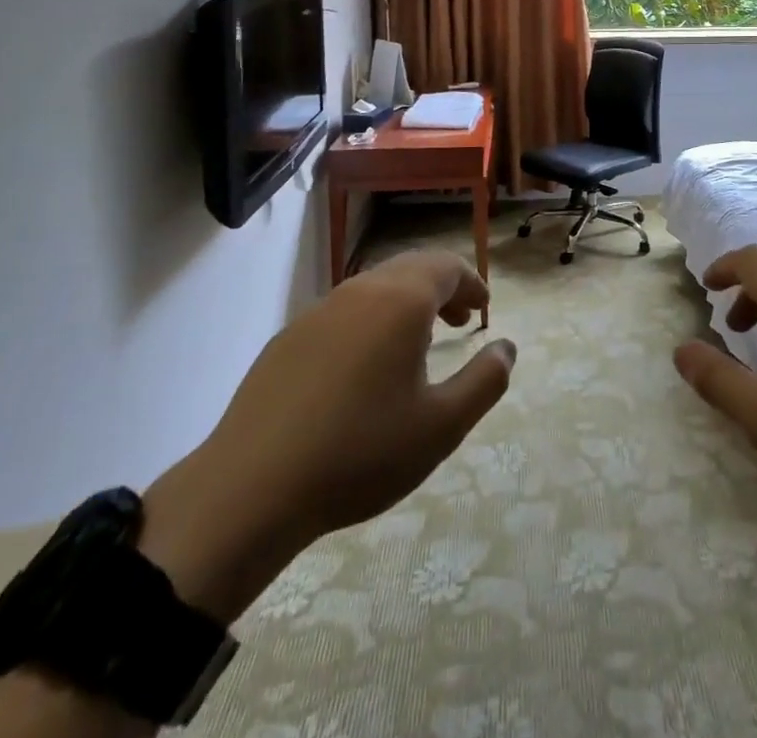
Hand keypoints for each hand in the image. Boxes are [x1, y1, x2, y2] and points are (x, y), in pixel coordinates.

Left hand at [139, 251, 514, 621]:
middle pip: (412, 269)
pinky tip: (363, 368)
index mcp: (401, 301)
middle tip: (459, 322)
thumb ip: (485, 381)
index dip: (471, 284)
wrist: (249, 489)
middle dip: (442, 289)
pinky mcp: (288, 337)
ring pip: (375, 288)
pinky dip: (370, 321)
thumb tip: (506, 348)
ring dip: (406, 303)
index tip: (483, 310)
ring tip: (416, 344)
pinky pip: (344, 312)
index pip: (447, 267)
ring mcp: (319, 311)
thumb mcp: (441, 426)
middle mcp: (361, 291)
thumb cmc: (360, 453)